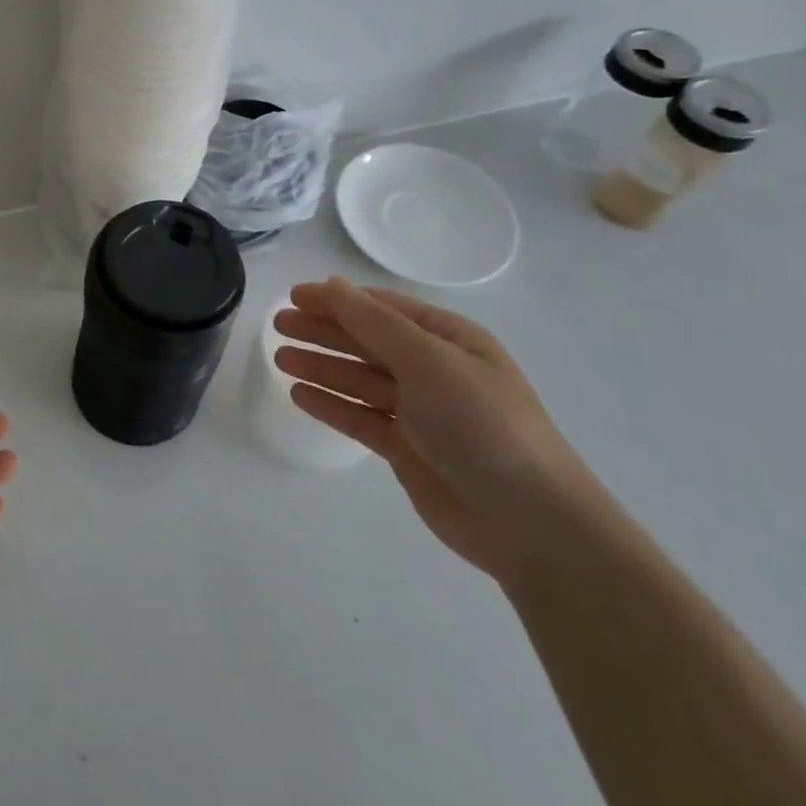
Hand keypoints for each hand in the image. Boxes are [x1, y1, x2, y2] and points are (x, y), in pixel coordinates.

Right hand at [274, 277, 596, 578]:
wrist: (527, 520)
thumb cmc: (481, 424)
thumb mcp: (427, 360)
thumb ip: (373, 322)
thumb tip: (332, 284)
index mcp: (449, 340)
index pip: (383, 308)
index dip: (338, 299)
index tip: (294, 296)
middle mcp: (434, 370)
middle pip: (367, 341)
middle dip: (323, 330)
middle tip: (277, 325)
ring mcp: (420, 411)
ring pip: (358, 379)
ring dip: (320, 366)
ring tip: (279, 358)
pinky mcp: (407, 449)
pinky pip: (359, 417)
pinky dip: (331, 404)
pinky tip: (300, 395)